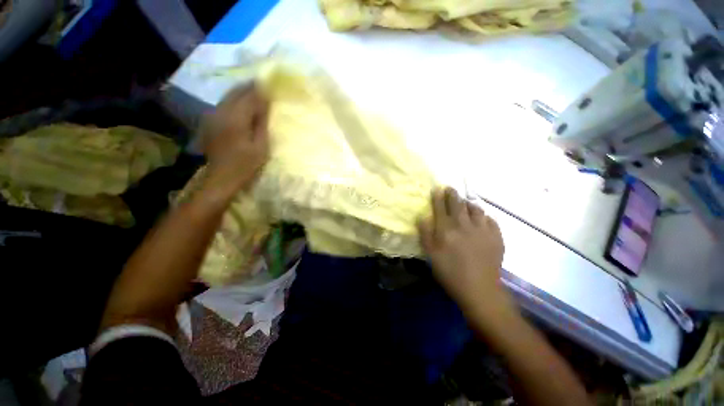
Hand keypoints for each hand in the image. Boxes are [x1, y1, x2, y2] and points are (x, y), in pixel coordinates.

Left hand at [201, 84, 269, 196]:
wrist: (220, 177)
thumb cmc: (246, 165)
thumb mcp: (261, 146)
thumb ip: (262, 123)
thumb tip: (265, 104)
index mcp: (236, 119)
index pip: (249, 97)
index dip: (260, 90)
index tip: (271, 86)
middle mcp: (221, 112)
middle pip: (236, 92)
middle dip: (250, 87)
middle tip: (263, 86)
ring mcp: (213, 115)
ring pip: (228, 96)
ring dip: (241, 92)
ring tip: (254, 92)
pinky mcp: (210, 121)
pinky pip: (223, 104)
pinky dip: (234, 100)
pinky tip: (241, 104)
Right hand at [418, 187, 509, 317]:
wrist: (479, 289)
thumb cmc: (450, 272)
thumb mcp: (431, 255)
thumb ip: (425, 234)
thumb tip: (422, 217)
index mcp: (446, 229)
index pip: (441, 207)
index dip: (438, 197)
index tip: (437, 189)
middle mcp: (464, 225)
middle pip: (458, 203)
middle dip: (453, 194)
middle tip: (450, 189)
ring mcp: (482, 230)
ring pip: (476, 209)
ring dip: (469, 204)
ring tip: (466, 204)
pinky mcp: (496, 237)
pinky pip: (491, 220)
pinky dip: (484, 217)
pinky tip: (482, 220)